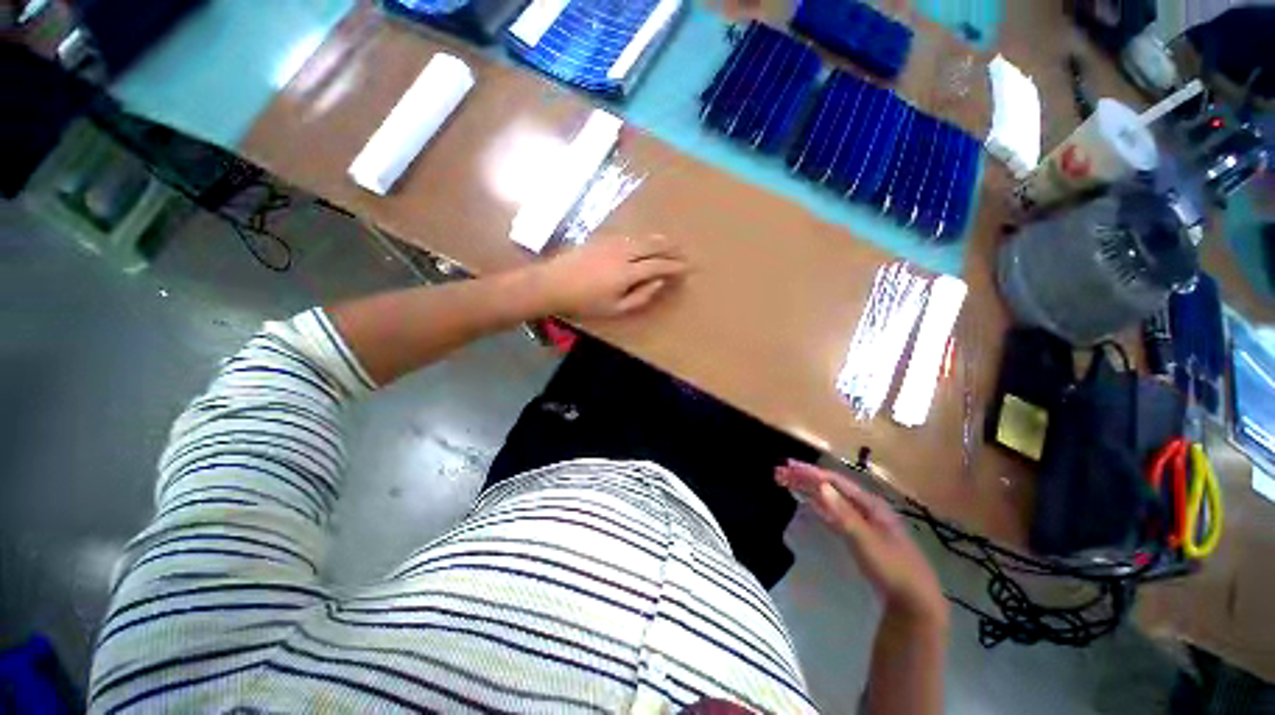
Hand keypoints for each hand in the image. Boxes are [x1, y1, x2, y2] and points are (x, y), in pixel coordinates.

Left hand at [536, 234, 688, 317]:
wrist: (552, 283)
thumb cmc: (584, 302)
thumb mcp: (615, 309)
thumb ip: (641, 296)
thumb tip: (660, 282)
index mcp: (627, 272)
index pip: (659, 265)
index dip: (675, 266)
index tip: (688, 267)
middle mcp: (623, 252)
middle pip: (653, 246)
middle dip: (671, 249)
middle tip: (684, 252)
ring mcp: (611, 242)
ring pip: (642, 237)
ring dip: (659, 240)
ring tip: (670, 243)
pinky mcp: (601, 237)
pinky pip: (629, 235)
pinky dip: (643, 237)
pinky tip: (645, 240)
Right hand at [776, 461, 947, 625]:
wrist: (914, 601)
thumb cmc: (892, 569)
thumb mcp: (867, 542)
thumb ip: (843, 514)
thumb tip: (821, 486)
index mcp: (869, 504)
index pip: (835, 481)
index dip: (810, 472)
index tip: (787, 466)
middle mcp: (865, 507)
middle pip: (831, 487)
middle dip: (805, 478)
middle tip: (779, 472)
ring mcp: (863, 520)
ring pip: (831, 498)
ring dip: (808, 489)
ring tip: (786, 482)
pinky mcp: (859, 534)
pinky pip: (833, 512)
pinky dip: (818, 504)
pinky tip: (808, 503)